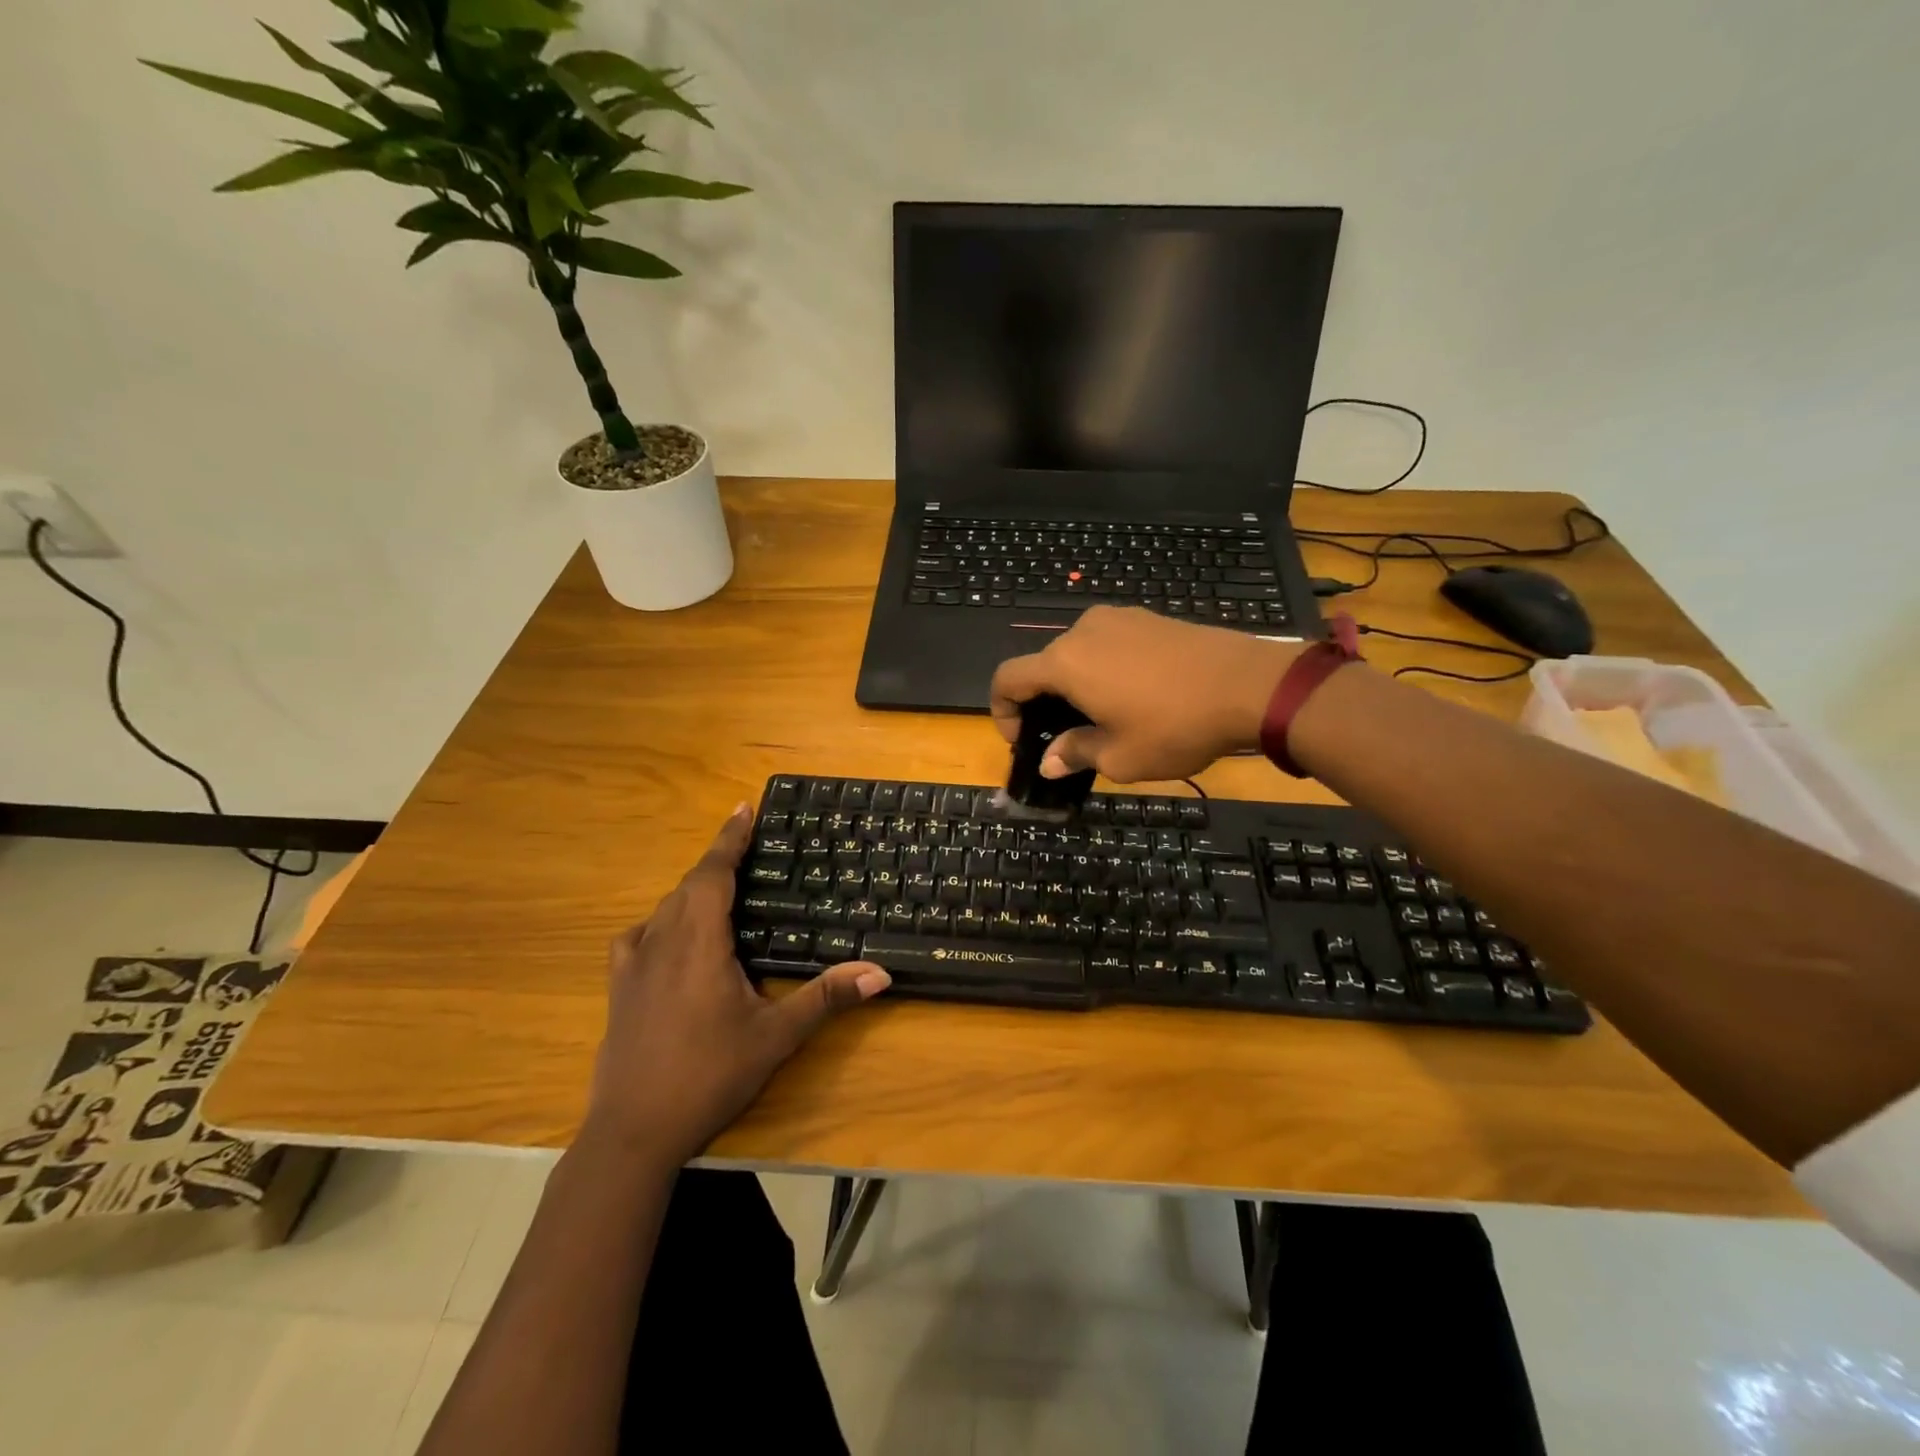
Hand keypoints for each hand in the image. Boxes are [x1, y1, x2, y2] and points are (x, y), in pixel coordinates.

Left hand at [586, 806, 889, 1166]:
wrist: (633, 1132)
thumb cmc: (709, 1076)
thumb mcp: (775, 1037)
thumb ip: (826, 998)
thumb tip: (881, 972)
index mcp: (699, 942)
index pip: (713, 873)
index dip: (730, 838)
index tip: (744, 806)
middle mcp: (662, 941)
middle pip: (690, 884)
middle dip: (718, 858)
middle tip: (747, 843)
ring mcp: (634, 964)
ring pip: (665, 907)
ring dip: (693, 888)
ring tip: (721, 885)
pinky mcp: (618, 988)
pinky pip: (639, 935)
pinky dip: (661, 921)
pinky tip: (669, 936)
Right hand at [989, 605, 1304, 782]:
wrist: (1250, 686)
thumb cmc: (1175, 727)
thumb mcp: (1120, 756)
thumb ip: (1075, 753)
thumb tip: (1050, 760)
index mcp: (1066, 662)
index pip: (1008, 678)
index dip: (1002, 711)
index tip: (1022, 739)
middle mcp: (1083, 631)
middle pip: (1043, 665)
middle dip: (1043, 702)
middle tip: (1065, 737)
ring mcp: (1119, 619)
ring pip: (1078, 653)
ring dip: (1075, 684)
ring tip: (1103, 717)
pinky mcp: (1149, 618)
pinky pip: (1109, 644)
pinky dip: (1104, 668)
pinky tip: (1134, 695)